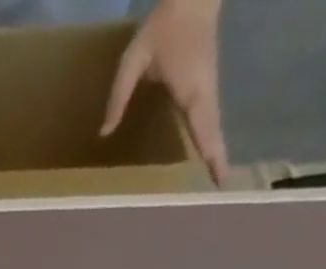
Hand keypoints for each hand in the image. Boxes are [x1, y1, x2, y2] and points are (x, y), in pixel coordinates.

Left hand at [102, 0, 228, 185]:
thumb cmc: (164, 25)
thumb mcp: (133, 60)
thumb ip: (118, 97)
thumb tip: (105, 134)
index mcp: (191, 89)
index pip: (203, 128)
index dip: (210, 153)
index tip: (218, 177)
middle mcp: (205, 92)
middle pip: (213, 131)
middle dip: (217, 158)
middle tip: (221, 186)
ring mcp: (209, 87)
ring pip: (213, 125)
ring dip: (216, 150)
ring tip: (216, 176)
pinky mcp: (206, 85)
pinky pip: (209, 118)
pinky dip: (210, 136)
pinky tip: (206, 152)